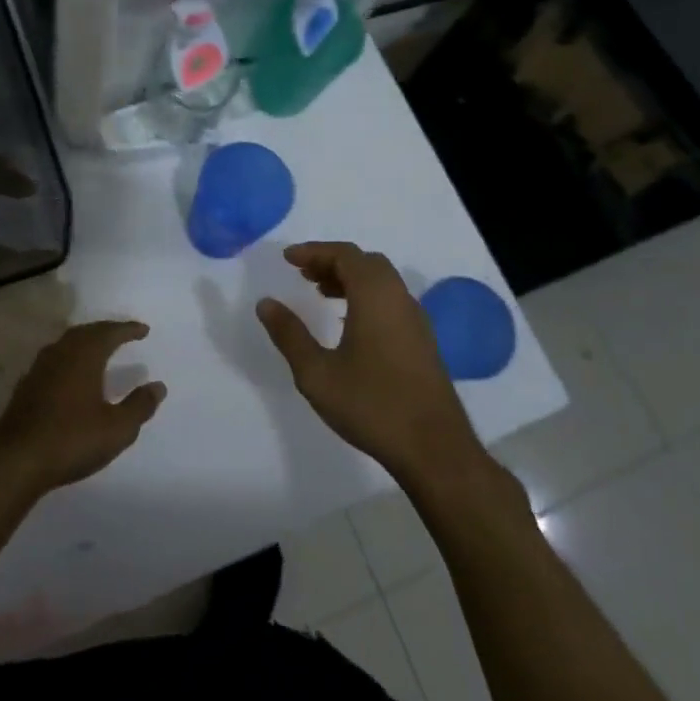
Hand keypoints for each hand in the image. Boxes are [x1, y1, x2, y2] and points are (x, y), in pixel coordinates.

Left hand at [0, 322, 166, 496]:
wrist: (15, 461)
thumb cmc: (71, 440)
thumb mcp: (116, 428)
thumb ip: (139, 406)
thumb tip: (158, 386)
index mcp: (84, 356)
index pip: (109, 333)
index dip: (127, 330)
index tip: (143, 330)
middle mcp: (60, 354)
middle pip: (85, 332)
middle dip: (105, 331)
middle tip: (121, 334)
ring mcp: (39, 369)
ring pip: (66, 344)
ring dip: (84, 342)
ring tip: (98, 349)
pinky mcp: (25, 387)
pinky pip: (53, 360)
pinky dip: (69, 359)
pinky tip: (70, 375)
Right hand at [257, 243, 513, 497]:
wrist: (434, 449)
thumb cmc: (371, 405)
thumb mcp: (316, 373)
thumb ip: (289, 334)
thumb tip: (266, 303)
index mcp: (375, 296)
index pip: (345, 255)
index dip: (314, 251)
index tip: (288, 258)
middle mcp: (399, 298)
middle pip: (365, 263)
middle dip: (332, 261)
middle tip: (303, 274)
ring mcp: (415, 320)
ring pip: (381, 281)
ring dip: (350, 279)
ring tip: (320, 293)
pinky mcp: (422, 341)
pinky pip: (391, 300)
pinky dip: (366, 296)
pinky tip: (348, 323)